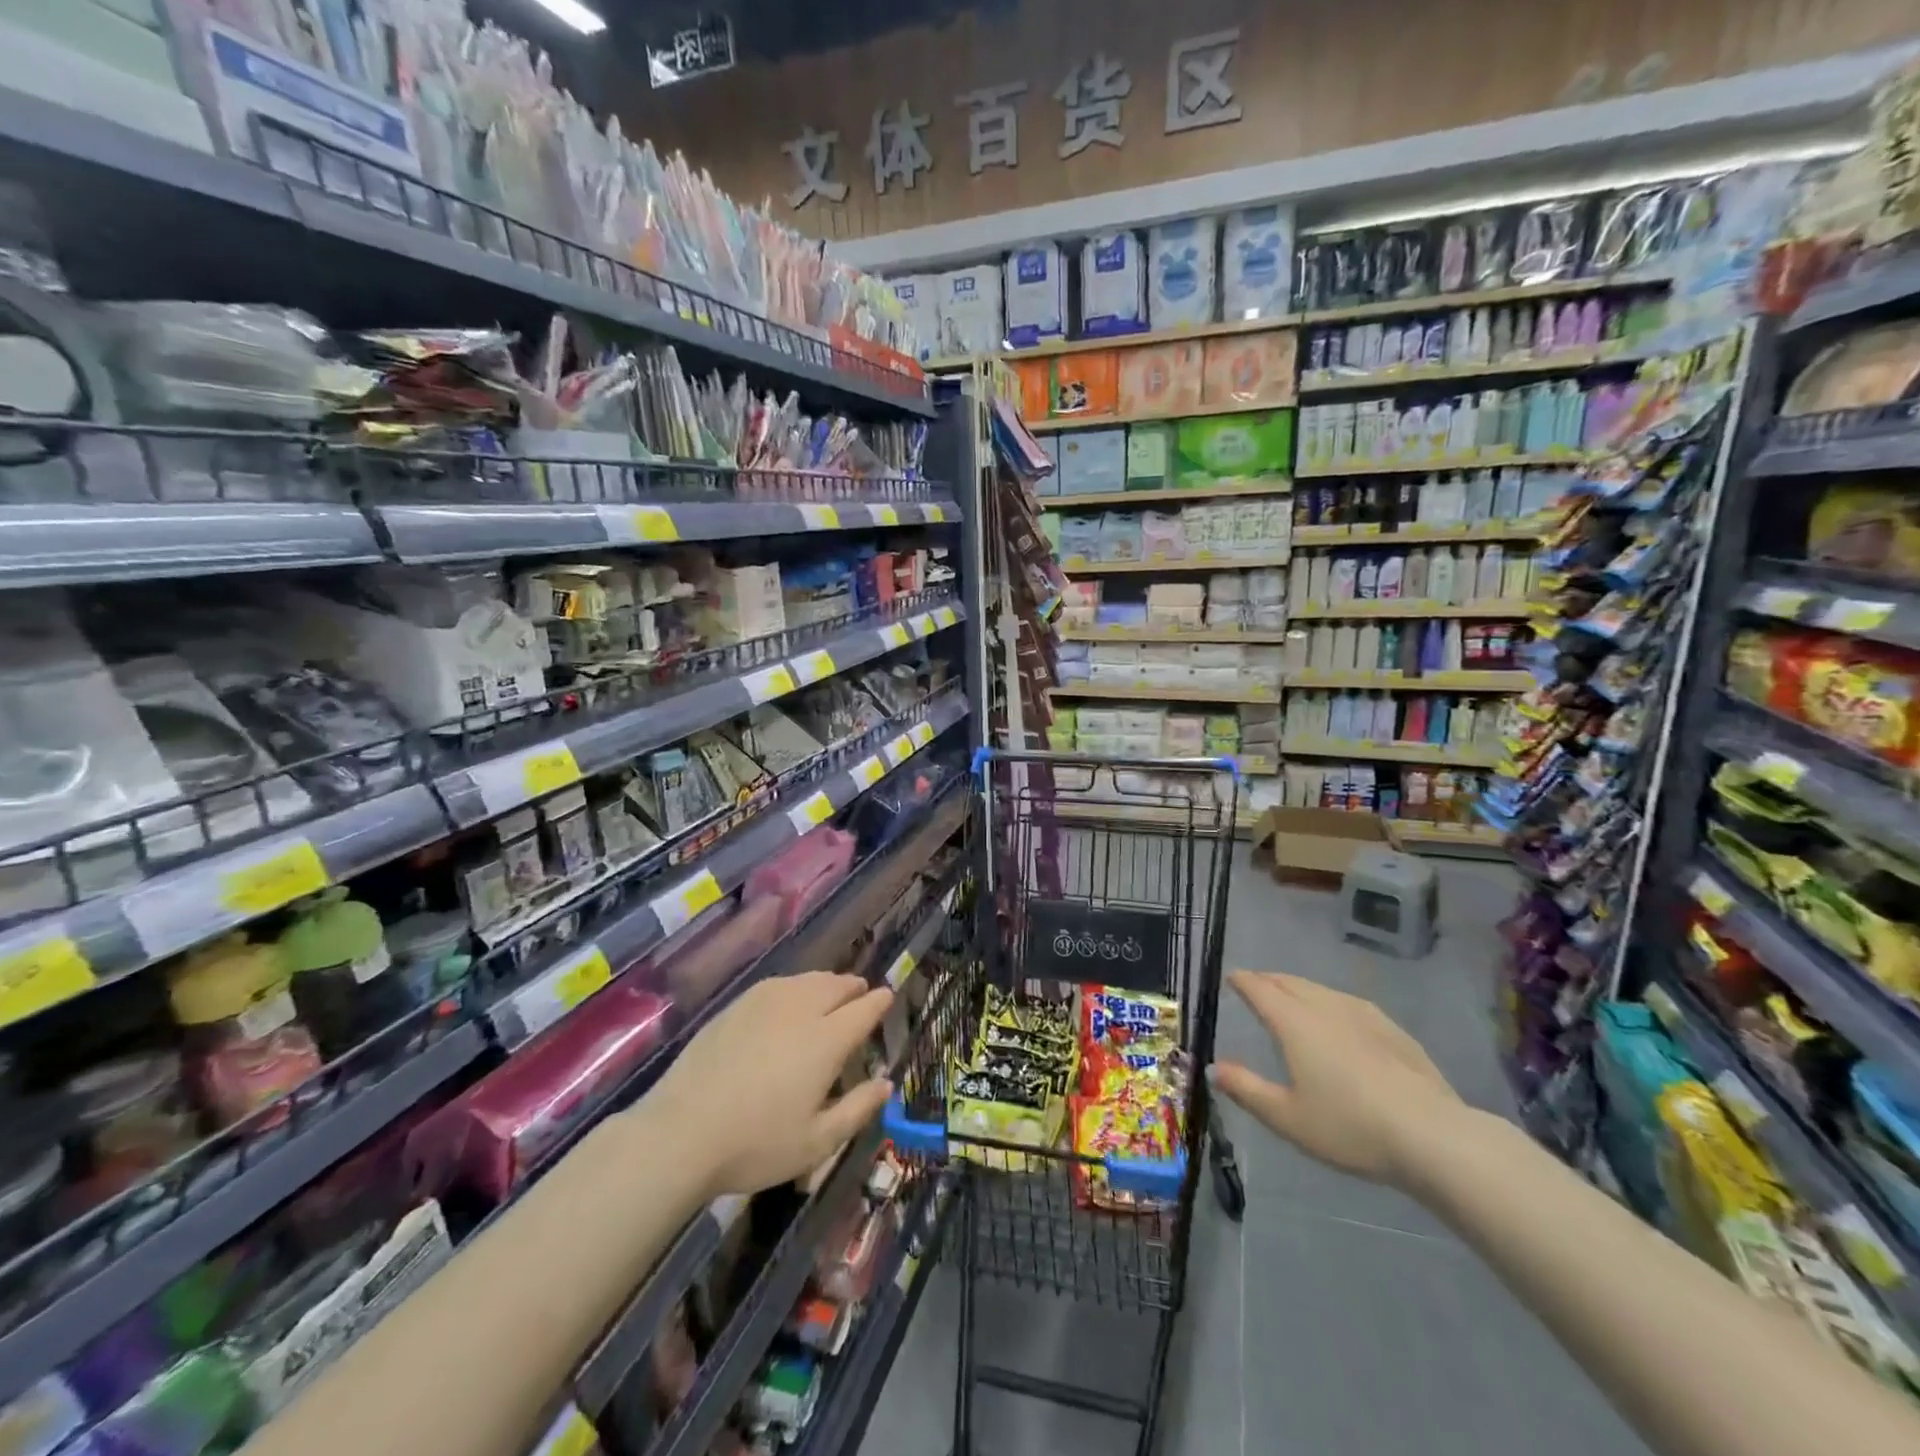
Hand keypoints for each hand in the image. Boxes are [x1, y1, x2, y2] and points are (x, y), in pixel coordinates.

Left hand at [644, 972, 895, 1198]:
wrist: (681, 1133)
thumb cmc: (756, 1144)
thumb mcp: (816, 1142)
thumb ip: (857, 1109)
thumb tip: (885, 1083)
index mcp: (826, 1041)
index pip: (862, 1010)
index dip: (878, 1002)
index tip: (887, 997)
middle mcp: (800, 1010)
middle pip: (835, 986)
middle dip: (853, 987)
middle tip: (861, 992)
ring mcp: (765, 1003)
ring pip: (807, 980)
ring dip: (826, 982)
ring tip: (831, 990)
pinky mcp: (736, 1006)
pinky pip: (779, 984)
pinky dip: (796, 985)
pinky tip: (790, 996)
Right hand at [1211, 971, 1466, 1188]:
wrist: (1433, 1137)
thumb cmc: (1350, 1127)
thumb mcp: (1287, 1118)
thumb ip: (1246, 1089)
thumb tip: (1213, 1068)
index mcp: (1294, 1022)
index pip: (1260, 989)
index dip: (1242, 981)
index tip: (1231, 978)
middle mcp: (1325, 1007)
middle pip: (1289, 982)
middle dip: (1268, 980)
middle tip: (1256, 985)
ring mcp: (1363, 1015)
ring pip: (1320, 990)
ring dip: (1298, 989)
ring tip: (1291, 999)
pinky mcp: (1393, 1030)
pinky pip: (1348, 1003)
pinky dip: (1329, 1002)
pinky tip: (1338, 1019)